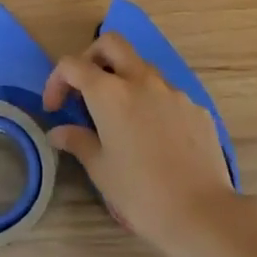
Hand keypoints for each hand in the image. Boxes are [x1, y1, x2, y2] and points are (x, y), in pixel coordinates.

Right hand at [43, 36, 235, 253]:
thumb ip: (78, 142)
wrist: (201, 212)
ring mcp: (173, 91)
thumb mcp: (100, 169)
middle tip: (85, 89)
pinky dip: (152, 104)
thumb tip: (59, 132)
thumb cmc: (140, 192)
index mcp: (110, 93)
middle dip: (92, 57)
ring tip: (120, 119)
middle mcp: (141, 80)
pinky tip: (154, 138)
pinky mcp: (195, 108)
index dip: (57, 81)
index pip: (72, 65)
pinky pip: (167, 94)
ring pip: (142, 67)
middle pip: (111, 44)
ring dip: (124, 80)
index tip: (55, 108)